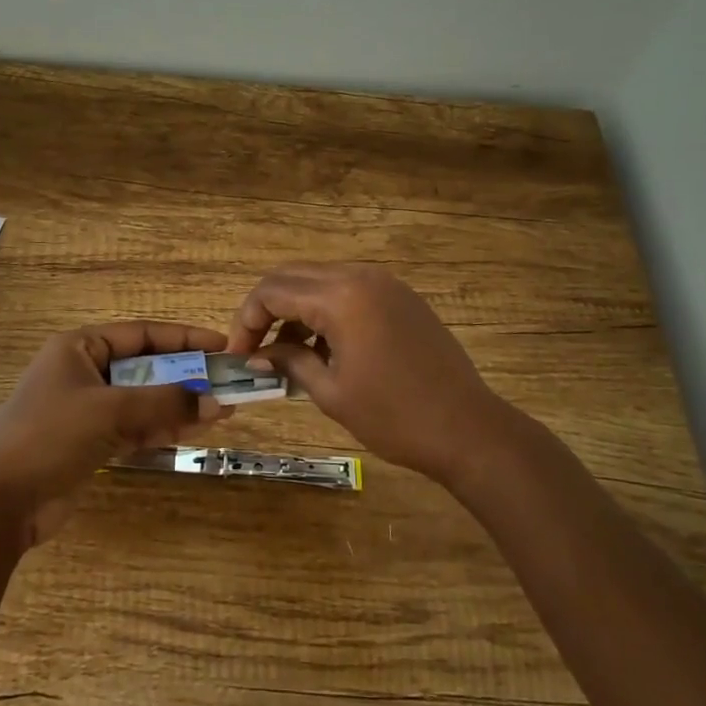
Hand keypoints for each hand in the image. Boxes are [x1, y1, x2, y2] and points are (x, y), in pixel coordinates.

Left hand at [0, 321, 226, 544]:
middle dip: (186, 376)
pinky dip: (161, 428)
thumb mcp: (110, 411)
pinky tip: (194, 430)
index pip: (142, 334)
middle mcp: (83, 372)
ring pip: (143, 400)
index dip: (183, 338)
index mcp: (80, 347)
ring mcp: (86, 410)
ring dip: (178, 405)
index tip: (221, 345)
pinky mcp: (89, 443)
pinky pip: (134, 427)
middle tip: (226, 383)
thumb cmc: (49, 436)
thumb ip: (166, 403)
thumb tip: (218, 403)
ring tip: (222, 410)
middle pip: (145, 367)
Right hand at [225, 263, 514, 486]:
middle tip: (254, 349)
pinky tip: (324, 348)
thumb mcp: (331, 392)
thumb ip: (288, 362)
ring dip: (295, 310)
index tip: (237, 355)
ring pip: (320, 281)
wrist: (468, 428)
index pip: (272, 292)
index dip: (246, 320)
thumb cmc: (394, 417)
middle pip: (292, 277)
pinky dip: (325, 310)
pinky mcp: (400, 296)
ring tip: (286, 355)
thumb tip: (258, 355)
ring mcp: (385, 283)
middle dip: (266, 310)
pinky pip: (348, 290)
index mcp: (340, 297)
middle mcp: (360, 276)